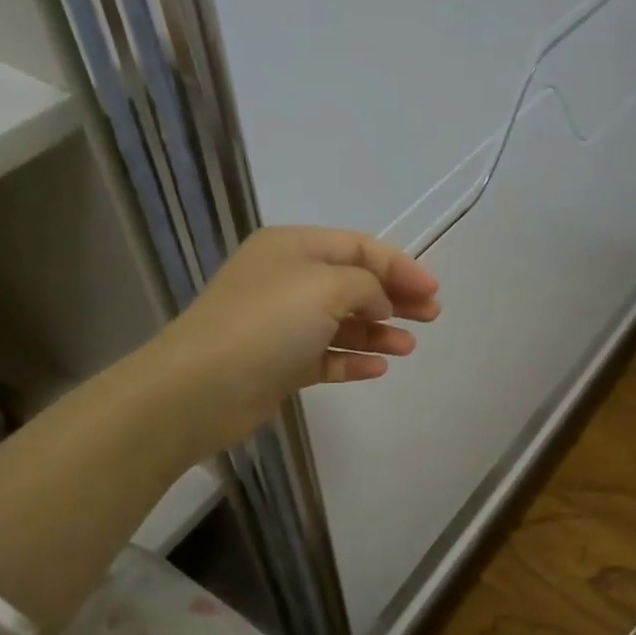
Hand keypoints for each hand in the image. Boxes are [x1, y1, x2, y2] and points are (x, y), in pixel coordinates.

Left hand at [141, 226, 439, 456]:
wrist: (202, 387)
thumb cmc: (267, 323)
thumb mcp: (326, 286)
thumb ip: (366, 286)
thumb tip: (378, 303)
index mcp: (293, 248)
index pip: (358, 247)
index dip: (400, 265)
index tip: (434, 289)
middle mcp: (287, 281)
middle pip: (353, 284)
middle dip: (394, 298)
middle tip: (432, 316)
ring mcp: (281, 325)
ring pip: (341, 324)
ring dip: (378, 332)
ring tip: (409, 347)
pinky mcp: (279, 365)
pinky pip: (325, 357)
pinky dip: (352, 360)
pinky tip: (378, 368)